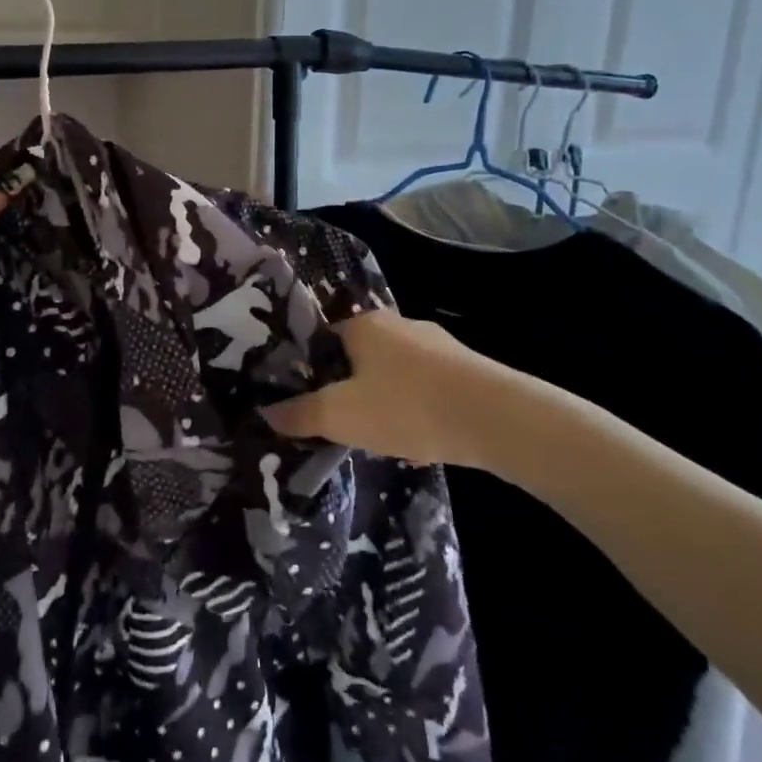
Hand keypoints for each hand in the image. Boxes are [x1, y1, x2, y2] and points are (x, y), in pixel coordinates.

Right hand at [265, 310, 520, 466]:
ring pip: (395, 371)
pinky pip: (427, 385)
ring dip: (385, 399)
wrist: (495, 418)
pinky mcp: (467, 367)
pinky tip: (421, 438)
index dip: (312, 371)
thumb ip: (300, 415)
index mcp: (364, 325)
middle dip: (350, 387)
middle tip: (344, 423)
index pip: (324, 339)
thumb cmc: (405, 407)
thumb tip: (266, 413)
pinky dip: (417, 407)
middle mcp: (399, 323)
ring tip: (383, 436)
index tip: (311, 403)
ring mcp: (437, 343)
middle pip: (360, 355)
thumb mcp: (340, 417)